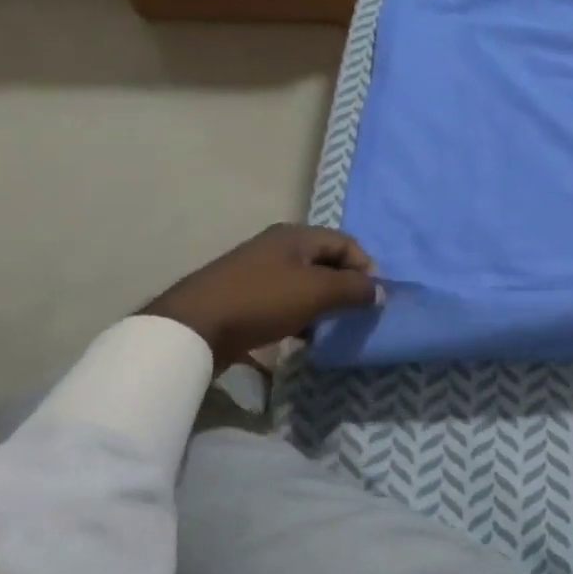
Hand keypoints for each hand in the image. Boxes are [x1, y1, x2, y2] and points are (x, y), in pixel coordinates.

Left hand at [142, 225, 378, 366]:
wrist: (192, 328)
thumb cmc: (262, 300)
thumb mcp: (317, 292)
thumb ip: (354, 289)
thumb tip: (380, 291)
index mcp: (296, 235)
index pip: (346, 243)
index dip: (365, 267)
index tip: (372, 297)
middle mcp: (278, 247)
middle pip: (326, 263)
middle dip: (345, 287)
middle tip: (355, 314)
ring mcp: (258, 272)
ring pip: (306, 285)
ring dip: (323, 305)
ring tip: (330, 329)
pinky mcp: (245, 298)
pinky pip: (285, 302)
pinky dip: (300, 316)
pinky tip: (302, 337)